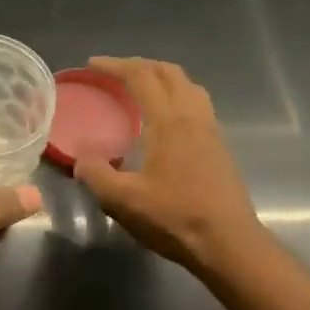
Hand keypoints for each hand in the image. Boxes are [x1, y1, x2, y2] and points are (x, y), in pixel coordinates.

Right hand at [75, 57, 267, 276]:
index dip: (115, 66)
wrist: (229, 243)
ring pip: (188, 86)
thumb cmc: (175, 219)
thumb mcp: (124, 201)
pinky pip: (197, 104)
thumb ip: (97, 175)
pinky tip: (165, 121)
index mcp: (169, 121)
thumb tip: (81, 160)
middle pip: (169, 73)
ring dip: (163, 78)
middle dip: (140, 65)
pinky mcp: (220, 147)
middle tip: (115, 72)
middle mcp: (193, 116)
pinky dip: (177, 96)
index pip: (141, 77)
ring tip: (142, 89)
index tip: (92, 65)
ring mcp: (211, 130)